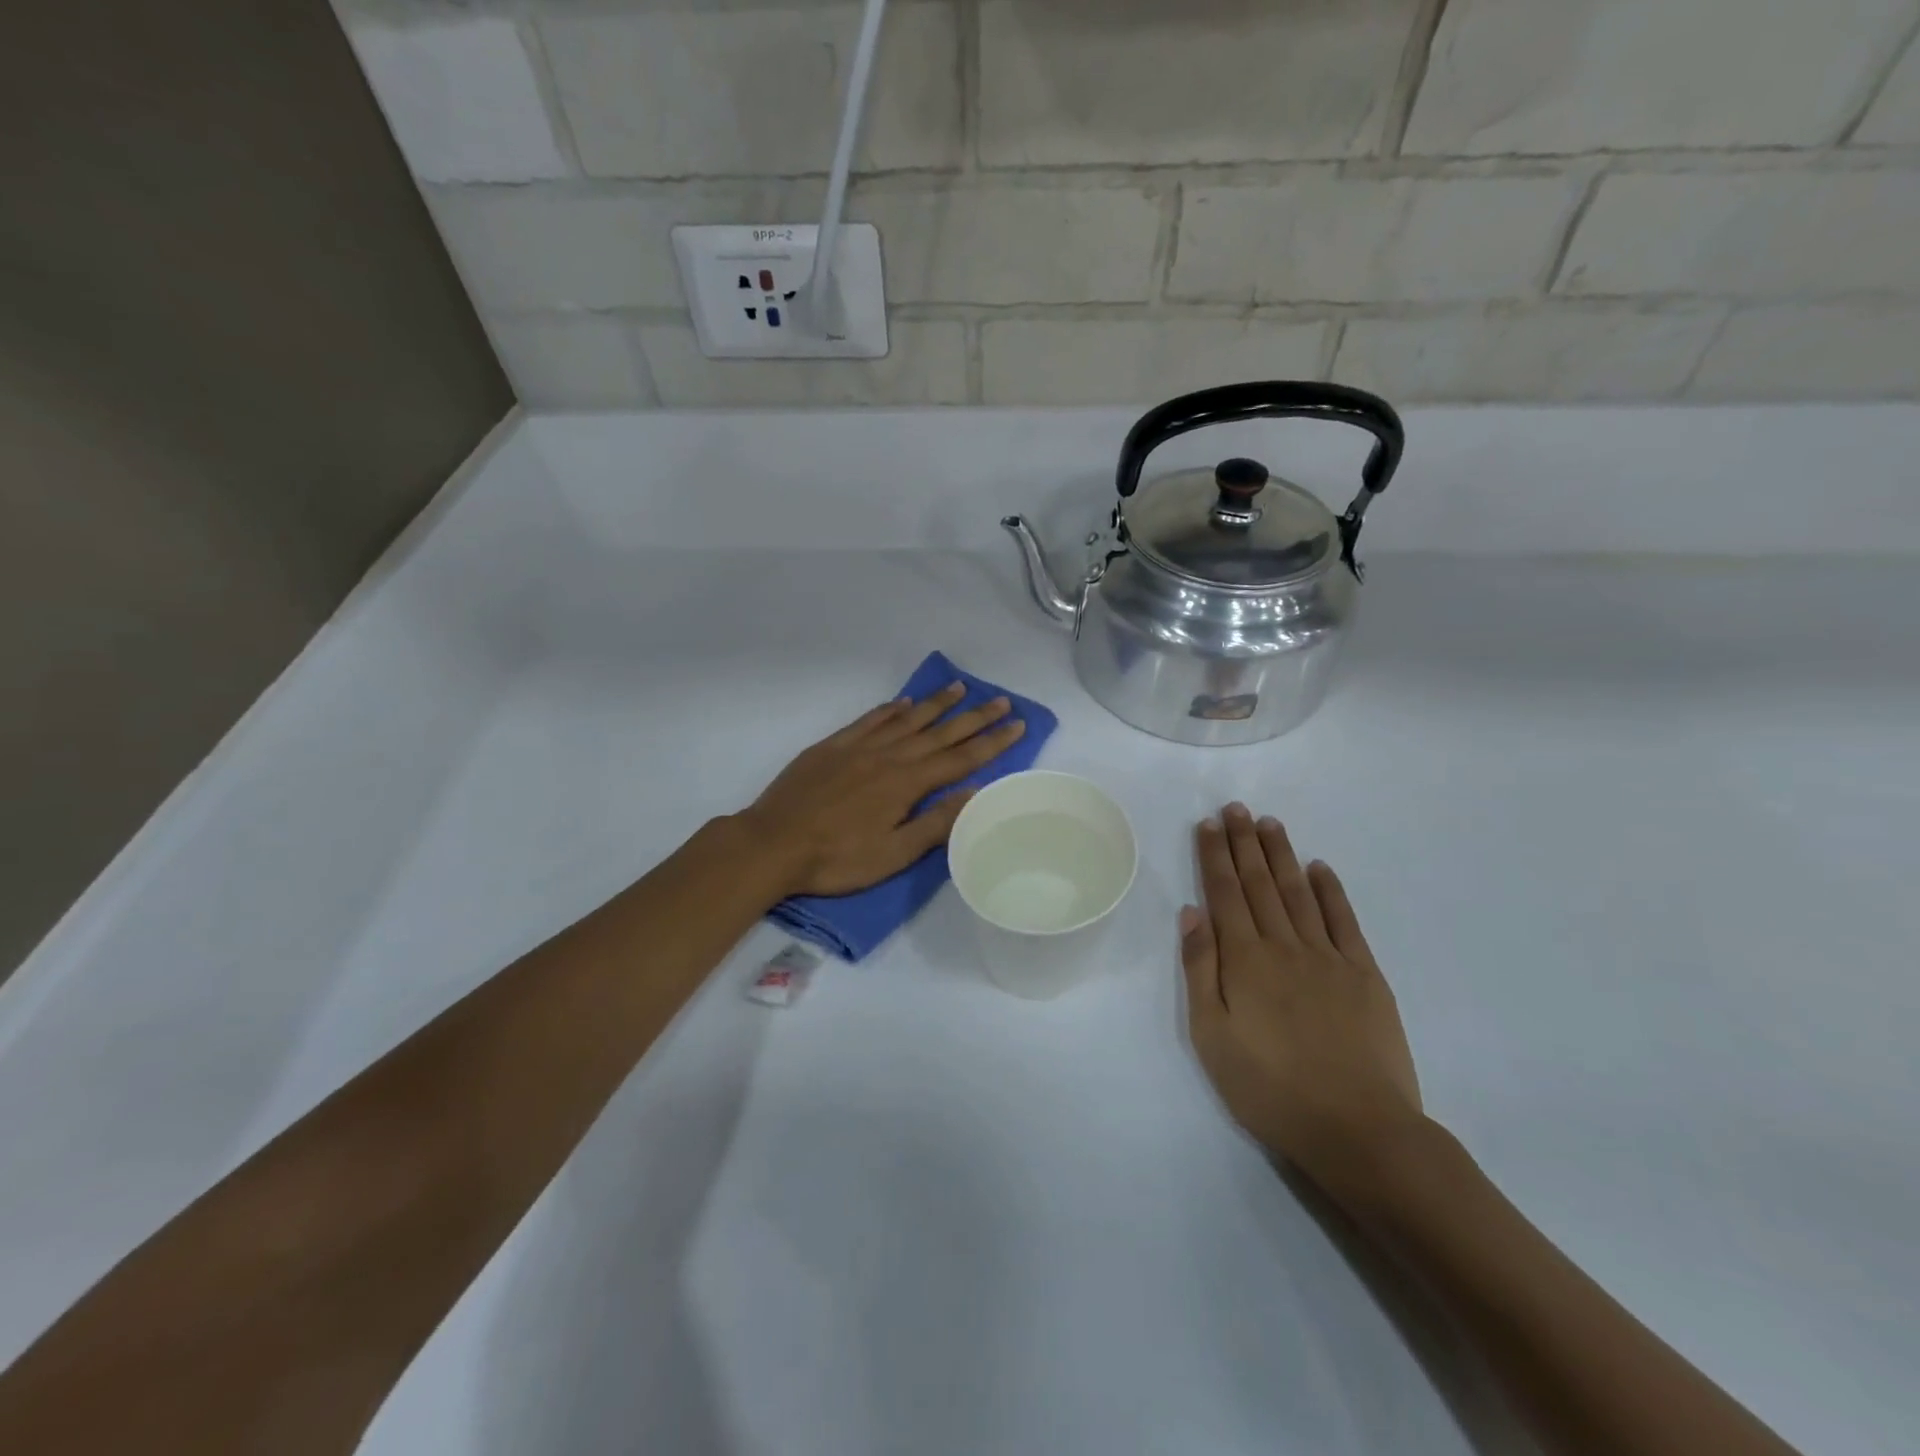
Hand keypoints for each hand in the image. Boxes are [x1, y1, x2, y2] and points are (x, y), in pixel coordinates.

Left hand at [739, 681, 1025, 898]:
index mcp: (906, 784)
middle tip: (1001, 700)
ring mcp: (858, 747)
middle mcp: (888, 756)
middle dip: (974, 716)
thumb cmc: (837, 858)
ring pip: (906, 719)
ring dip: (936, 704)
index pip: (960, 758)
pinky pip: (870, 720)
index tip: (1017, 724)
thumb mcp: (893, 854)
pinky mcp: (833, 746)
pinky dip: (890, 709)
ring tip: (960, 688)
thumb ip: (935, 823)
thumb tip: (974, 793)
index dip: (991, 742)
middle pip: (939, 732)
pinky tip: (902, 703)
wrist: (773, 843)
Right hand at [1180, 803, 1424, 1205]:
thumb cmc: (1270, 1088)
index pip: (1225, 893)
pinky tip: (1320, 868)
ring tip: (1270, 823)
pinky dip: (1330, 891)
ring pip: (1299, 893)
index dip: (1215, 856)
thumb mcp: (1212, 1037)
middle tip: (1236, 808)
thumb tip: (1193, 913)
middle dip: (1244, 842)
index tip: (1208, 824)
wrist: (1358, 1130)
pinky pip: (1344, 921)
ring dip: (1282, 855)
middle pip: (1260, 883)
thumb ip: (1201, 970)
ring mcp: (1329, 957)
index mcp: (1245, 960)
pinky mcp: (1365, 975)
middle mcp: (1284, 946)